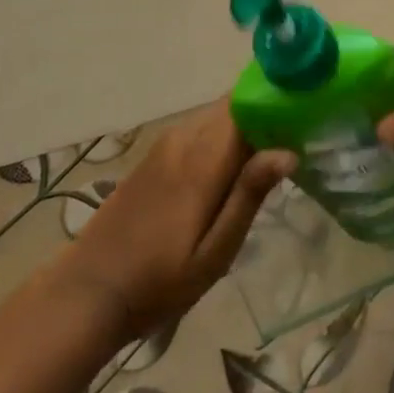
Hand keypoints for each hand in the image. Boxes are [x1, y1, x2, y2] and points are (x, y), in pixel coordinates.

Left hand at [65, 102, 295, 335]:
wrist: (87, 293)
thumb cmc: (159, 280)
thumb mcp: (215, 252)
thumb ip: (249, 195)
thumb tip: (289, 151)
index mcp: (203, 159)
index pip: (246, 103)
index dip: (276, 100)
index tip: (306, 110)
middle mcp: (184, 139)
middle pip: (233, 105)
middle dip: (265, 112)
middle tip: (297, 134)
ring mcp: (165, 145)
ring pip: (215, 116)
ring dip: (244, 124)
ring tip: (272, 149)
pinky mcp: (153, 157)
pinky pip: (198, 129)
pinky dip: (222, 135)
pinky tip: (232, 165)